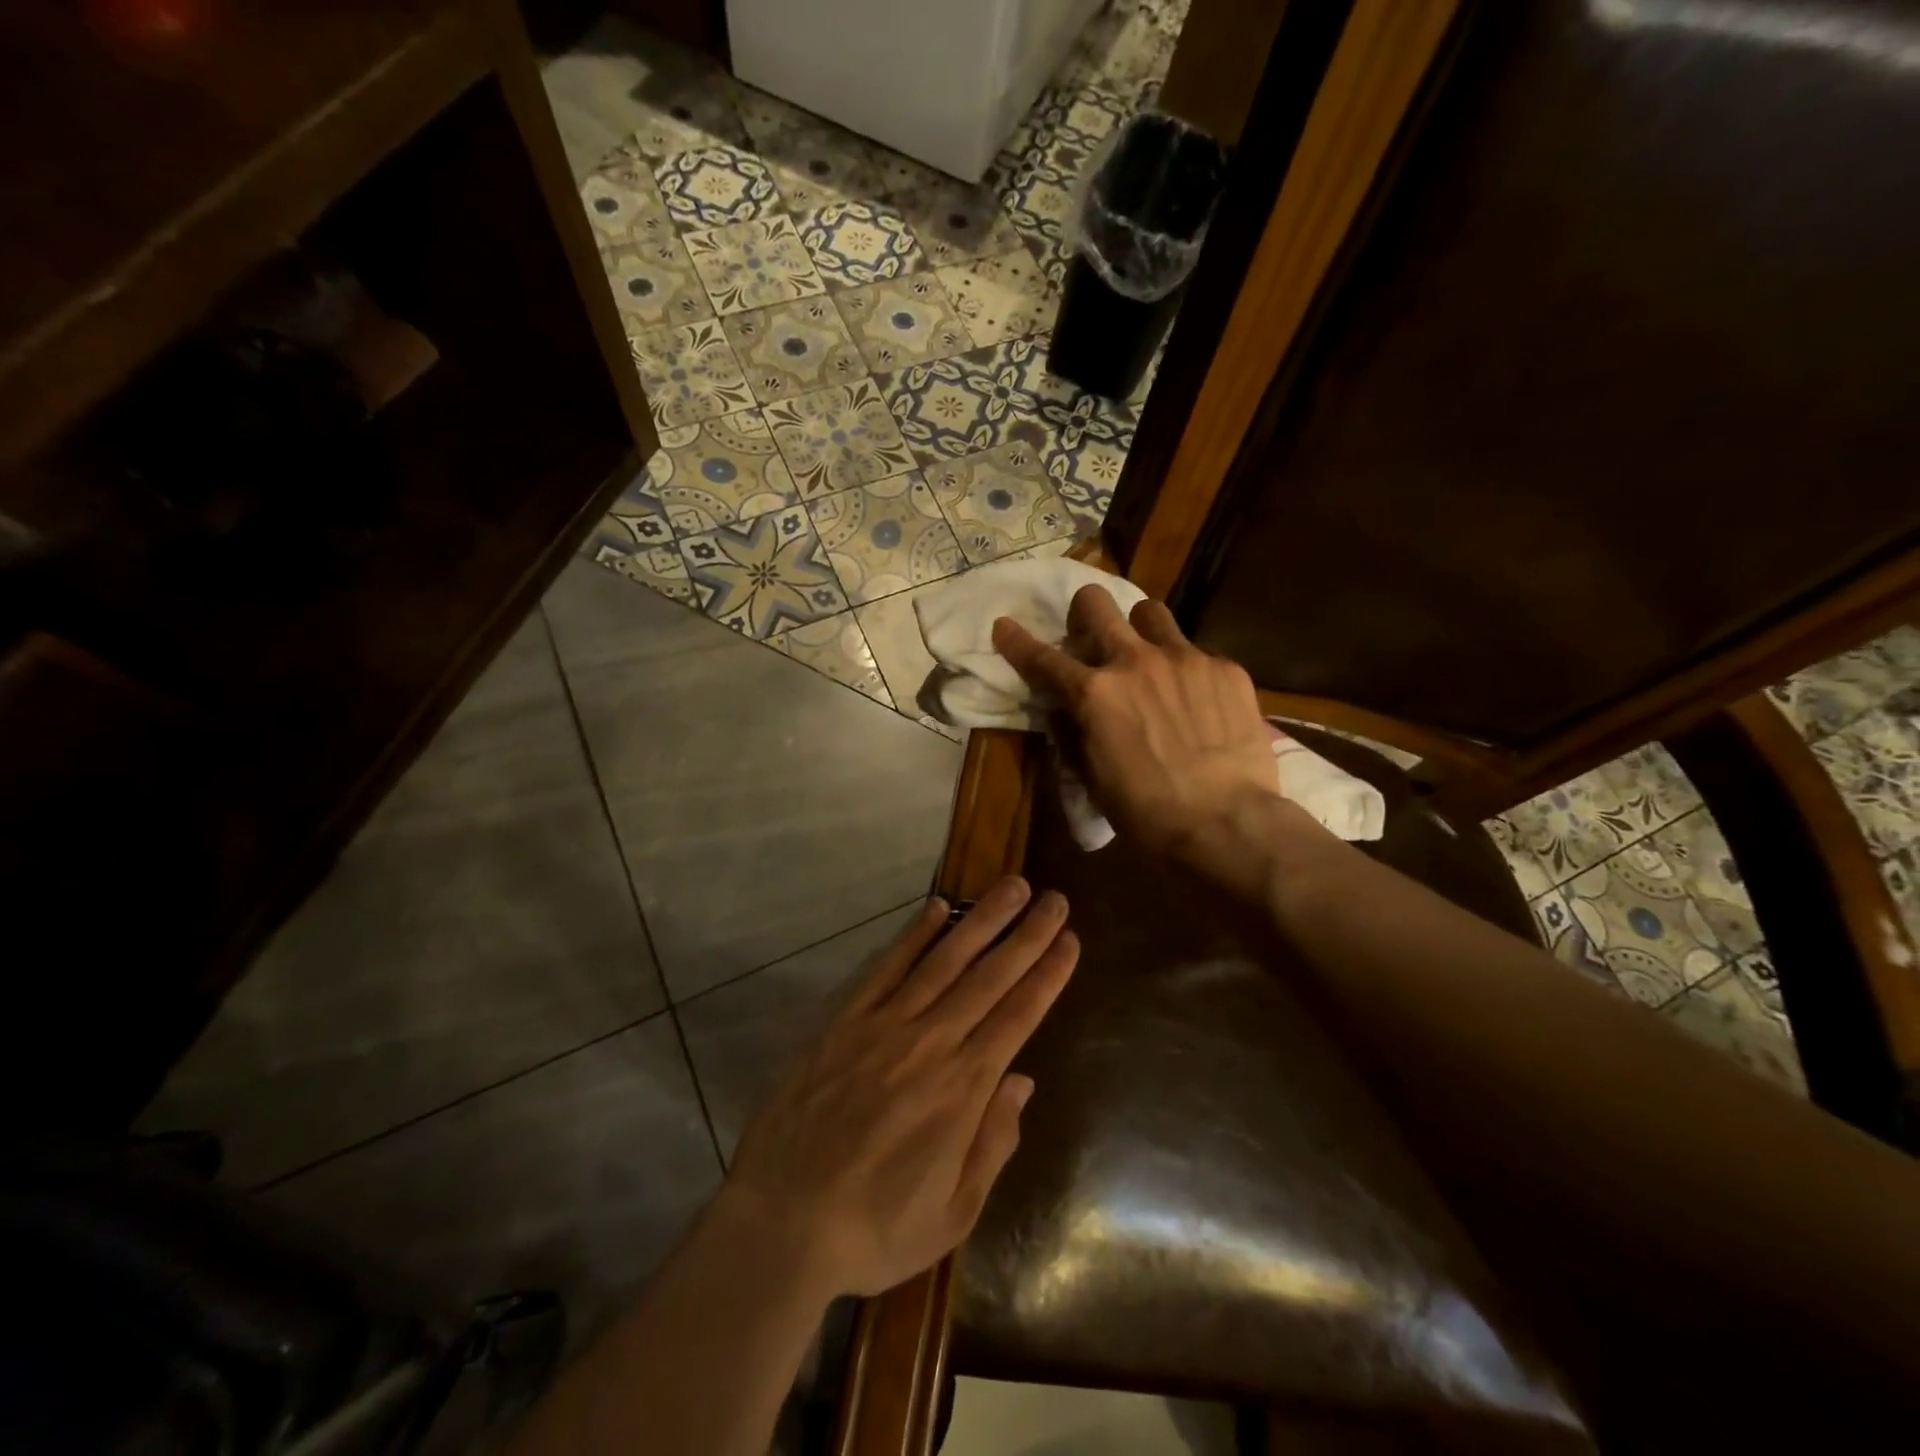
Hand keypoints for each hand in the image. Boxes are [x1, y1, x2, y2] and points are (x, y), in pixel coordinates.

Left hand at [723, 878, 1077, 1297]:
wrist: (780, 1222)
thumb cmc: (874, 1228)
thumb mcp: (953, 1213)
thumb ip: (993, 1142)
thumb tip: (1022, 1081)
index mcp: (963, 1089)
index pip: (1018, 1016)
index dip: (1047, 975)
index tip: (1069, 941)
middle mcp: (931, 1043)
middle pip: (989, 977)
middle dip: (1027, 936)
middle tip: (1054, 899)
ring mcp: (884, 1024)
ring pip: (944, 960)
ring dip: (982, 920)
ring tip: (1012, 886)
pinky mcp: (844, 1019)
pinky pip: (885, 967)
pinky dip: (913, 934)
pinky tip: (936, 907)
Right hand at [992, 585, 1283, 860]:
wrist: (1226, 825)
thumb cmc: (1148, 814)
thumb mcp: (1093, 780)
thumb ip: (1074, 734)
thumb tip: (1065, 710)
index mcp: (1094, 694)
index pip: (1043, 659)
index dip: (1016, 642)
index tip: (1004, 626)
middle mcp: (1135, 662)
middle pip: (1097, 603)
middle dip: (1084, 612)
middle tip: (1091, 635)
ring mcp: (1185, 659)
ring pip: (1151, 612)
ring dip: (1139, 630)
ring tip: (1149, 660)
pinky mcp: (1226, 669)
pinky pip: (1197, 650)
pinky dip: (1186, 669)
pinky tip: (1198, 701)